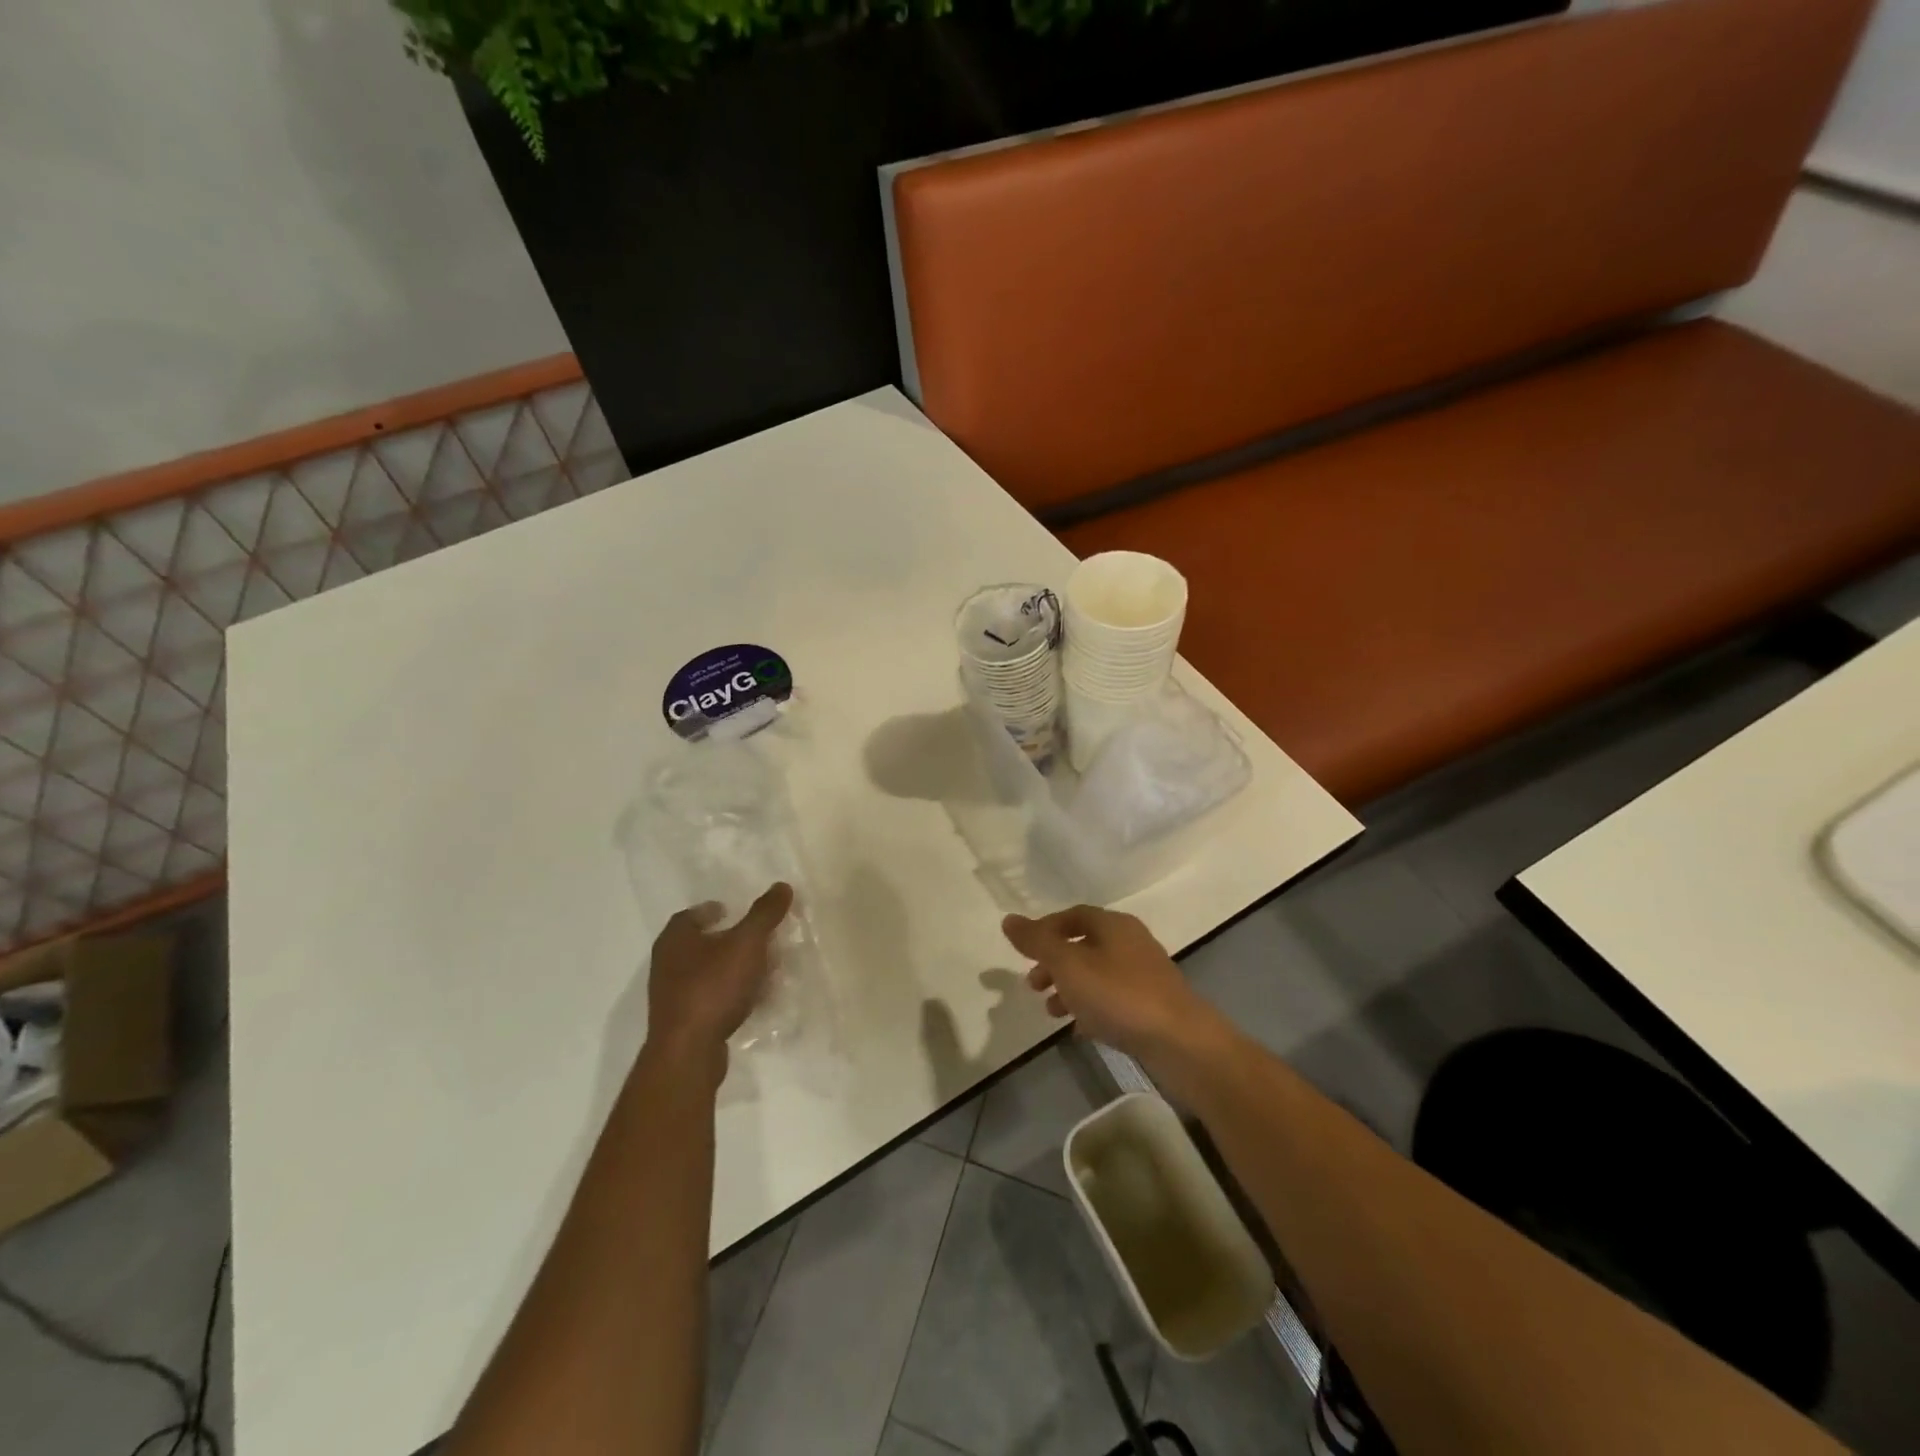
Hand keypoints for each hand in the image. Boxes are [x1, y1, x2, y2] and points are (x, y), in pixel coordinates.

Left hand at [645, 883, 793, 1073]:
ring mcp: (673, 996)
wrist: (688, 1052)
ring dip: (734, 968)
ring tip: (764, 969)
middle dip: (731, 939)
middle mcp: (667, 963)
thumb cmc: (713, 986)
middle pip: (702, 943)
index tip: (736, 910)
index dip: (714, 910)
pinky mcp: (683, 1022)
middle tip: (759, 939)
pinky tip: (754, 1000)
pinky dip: (731, 994)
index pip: (692, 914)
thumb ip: (765, 914)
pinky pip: (711, 998)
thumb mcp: (747, 943)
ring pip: (709, 972)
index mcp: (675, 938)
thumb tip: (782, 886)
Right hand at [1002, 906, 1220, 1067]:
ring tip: (1051, 1012)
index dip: (1045, 929)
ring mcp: (1145, 974)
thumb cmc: (1119, 995)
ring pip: (1097, 973)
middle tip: (1033, 985)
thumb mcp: (1069, 965)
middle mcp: (1131, 942)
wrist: (1181, 1042)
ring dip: (1070, 988)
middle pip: (1084, 944)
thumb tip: (1008, 920)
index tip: (1023, 952)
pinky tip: (1079, 1030)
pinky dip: (1091, 1008)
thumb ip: (1037, 942)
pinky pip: (1113, 999)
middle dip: (1054, 963)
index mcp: (1113, 924)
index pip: (1072, 915)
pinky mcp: (1153, 1005)